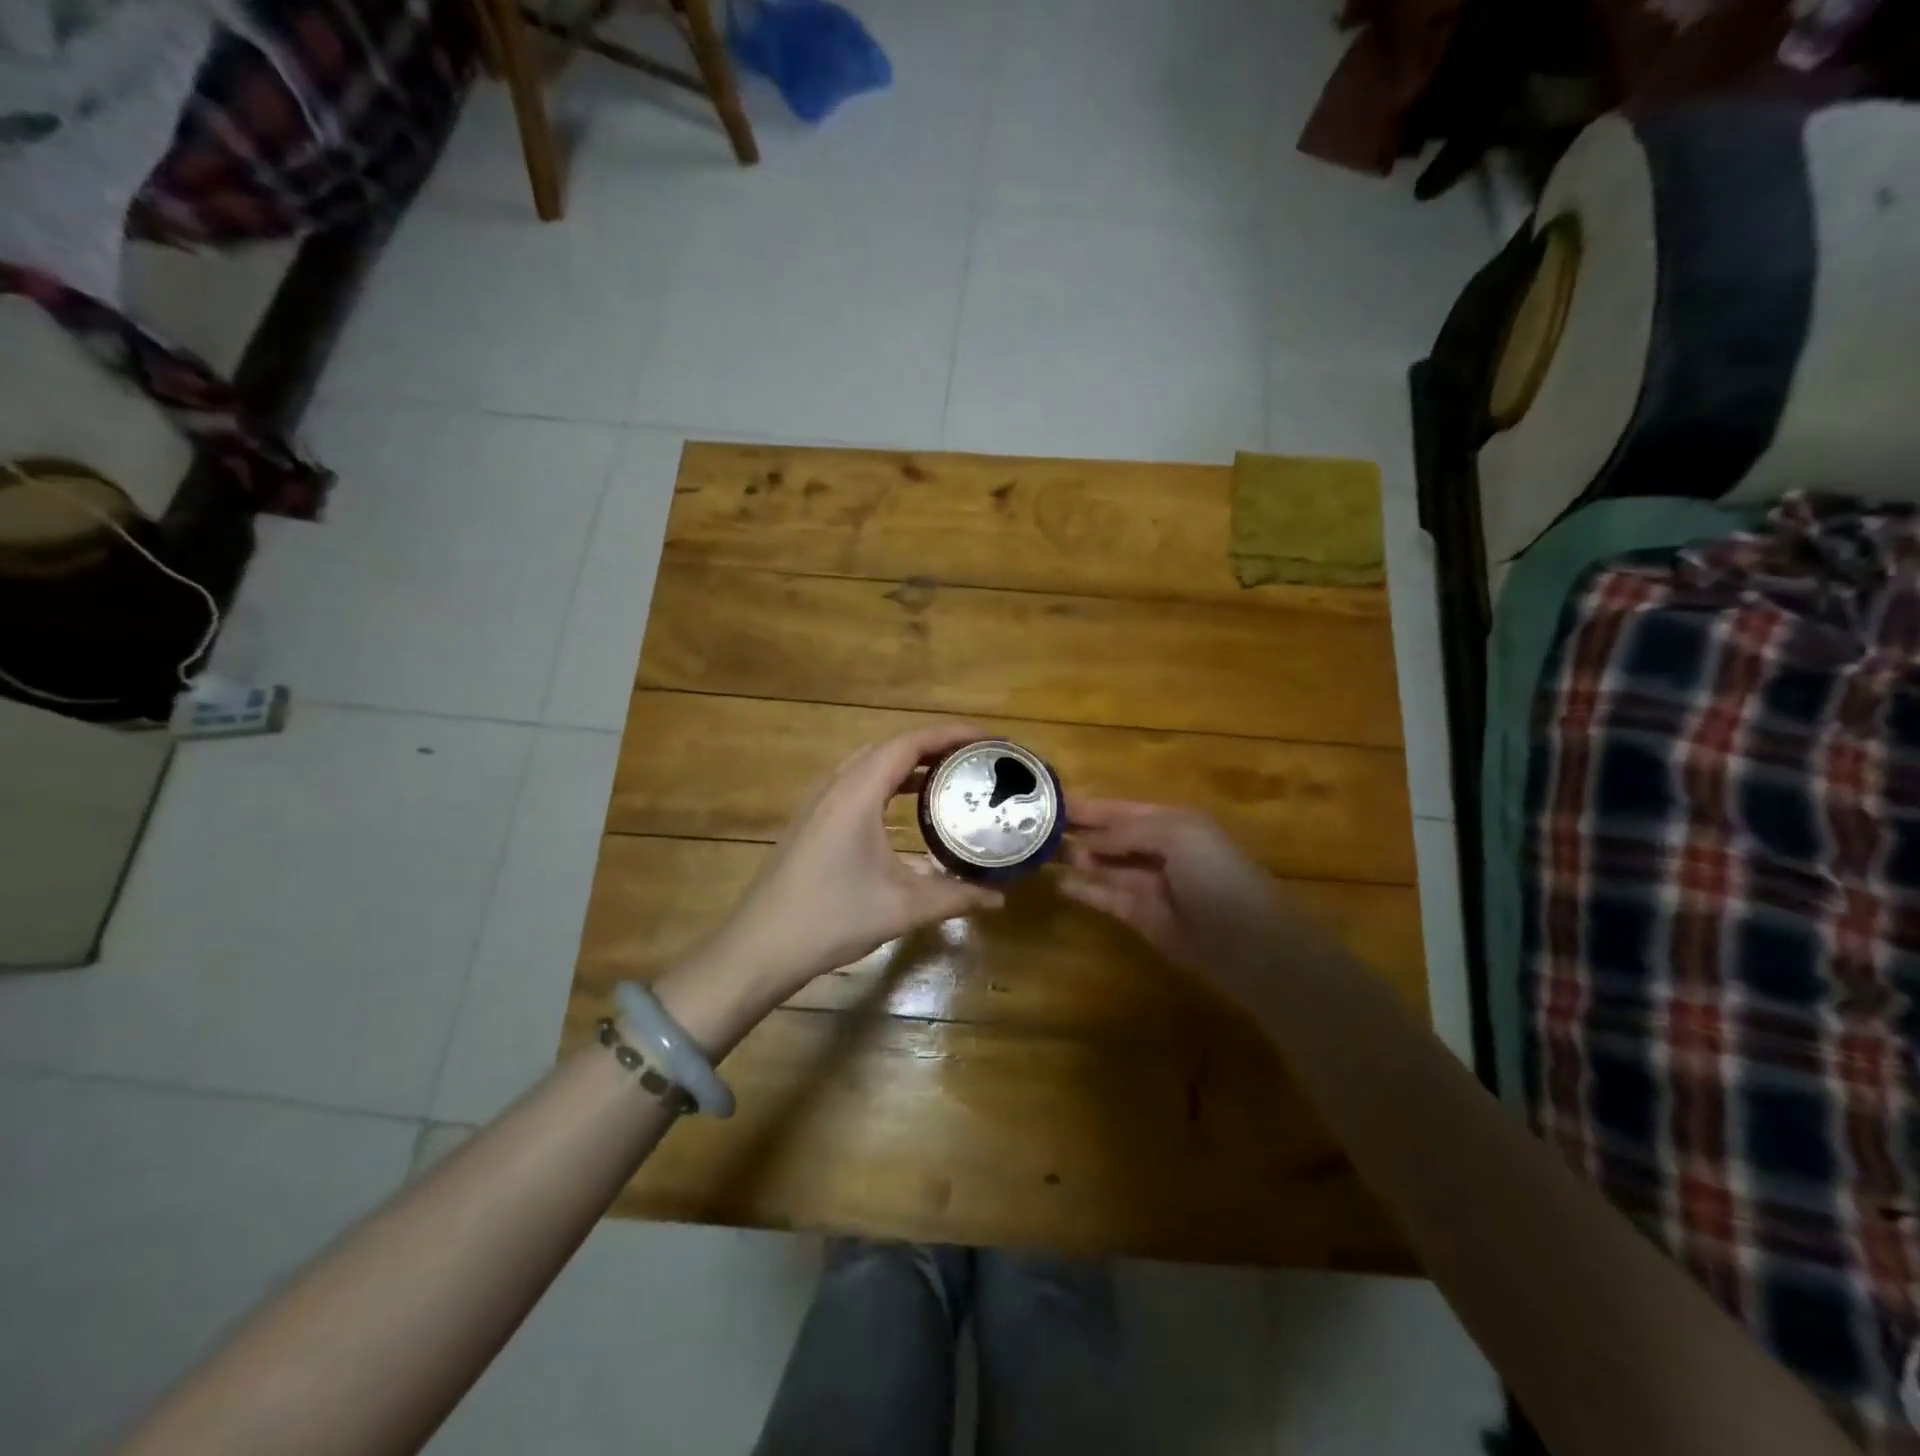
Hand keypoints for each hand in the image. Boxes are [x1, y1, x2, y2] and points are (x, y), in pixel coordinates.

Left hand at [699, 724, 1006, 998]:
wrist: (760, 947)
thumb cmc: (832, 918)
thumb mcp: (903, 907)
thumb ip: (955, 896)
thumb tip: (999, 898)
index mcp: (857, 793)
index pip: (910, 743)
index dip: (952, 735)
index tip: (989, 741)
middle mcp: (835, 786)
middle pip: (890, 747)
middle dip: (935, 747)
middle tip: (974, 762)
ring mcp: (817, 803)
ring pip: (869, 765)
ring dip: (908, 765)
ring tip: (946, 779)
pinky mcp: (810, 822)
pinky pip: (855, 784)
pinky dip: (887, 783)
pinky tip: (903, 812)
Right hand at [1060, 798, 1285, 978]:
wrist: (1247, 942)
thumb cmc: (1215, 875)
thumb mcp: (1177, 835)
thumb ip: (1128, 831)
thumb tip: (1088, 840)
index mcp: (1172, 822)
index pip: (1121, 808)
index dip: (1090, 805)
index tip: (1051, 800)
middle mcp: (1157, 849)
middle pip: (1110, 835)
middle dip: (1079, 829)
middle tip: (1035, 826)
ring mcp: (1148, 884)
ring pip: (1104, 865)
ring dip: (1077, 856)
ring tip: (1041, 851)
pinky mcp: (1139, 916)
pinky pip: (1105, 897)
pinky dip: (1083, 890)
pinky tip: (1058, 883)